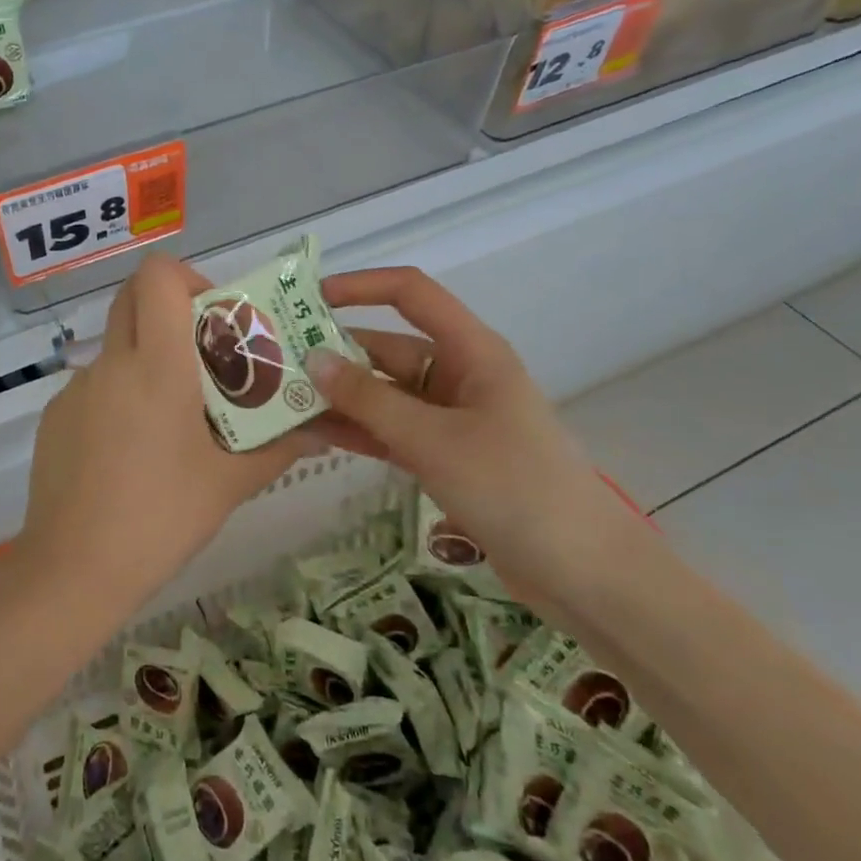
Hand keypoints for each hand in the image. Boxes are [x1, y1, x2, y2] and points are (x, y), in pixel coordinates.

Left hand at [19, 254, 317, 604]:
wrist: (73, 569)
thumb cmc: (161, 518)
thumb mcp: (229, 483)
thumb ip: (279, 447)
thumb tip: (320, 431)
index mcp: (157, 365)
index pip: (157, 275)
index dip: (186, 279)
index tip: (213, 318)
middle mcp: (111, 362)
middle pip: (132, 297)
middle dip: (169, 311)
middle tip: (202, 356)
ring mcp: (76, 388)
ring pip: (116, 347)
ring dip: (146, 361)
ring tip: (171, 423)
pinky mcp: (54, 416)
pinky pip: (94, 387)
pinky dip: (118, 399)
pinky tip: (130, 454)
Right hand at [304, 267, 654, 622]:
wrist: (585, 574)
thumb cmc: (514, 487)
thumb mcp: (433, 440)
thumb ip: (369, 400)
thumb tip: (312, 360)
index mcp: (470, 351)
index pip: (411, 294)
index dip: (361, 286)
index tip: (308, 299)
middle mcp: (458, 374)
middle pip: (388, 347)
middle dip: (335, 354)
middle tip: (275, 364)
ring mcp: (451, 418)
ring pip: (385, 394)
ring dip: (340, 398)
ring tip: (283, 402)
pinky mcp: (446, 456)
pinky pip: (392, 431)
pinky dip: (359, 431)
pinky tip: (315, 436)